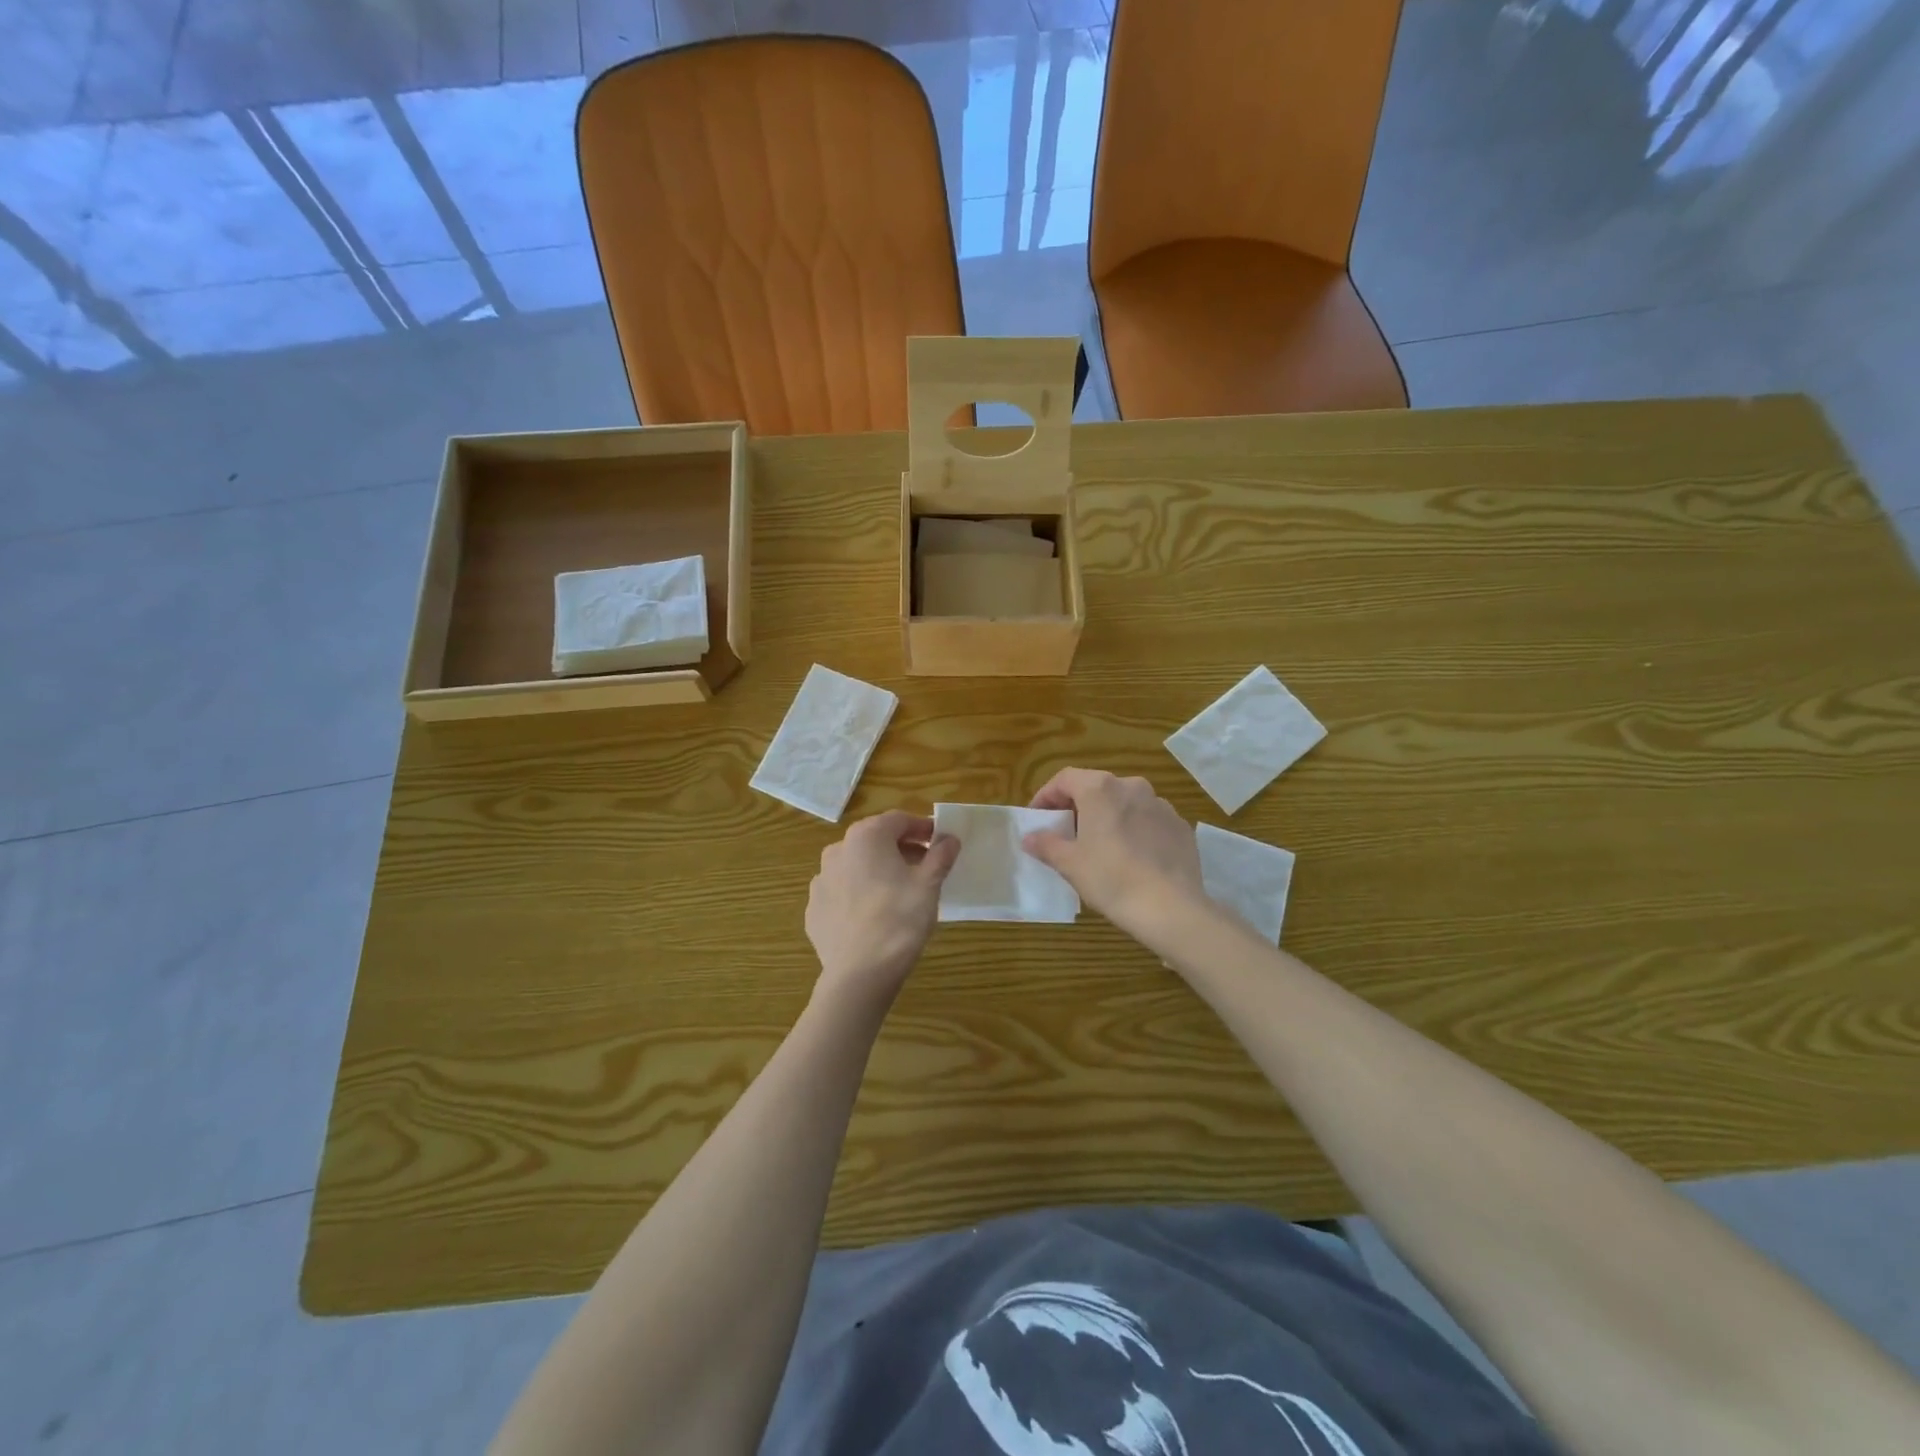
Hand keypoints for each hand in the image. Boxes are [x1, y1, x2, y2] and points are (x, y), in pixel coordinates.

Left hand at [806, 810, 959, 1012]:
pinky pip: (841, 893)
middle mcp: (837, 850)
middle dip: (900, 848)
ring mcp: (820, 880)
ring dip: (877, 871)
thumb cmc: (900, 919)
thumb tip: (949, 839)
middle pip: (875, 840)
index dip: (922, 828)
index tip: (939, 842)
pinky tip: (873, 915)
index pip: (899, 820)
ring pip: (856, 866)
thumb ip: (940, 856)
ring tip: (898, 892)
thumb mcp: (929, 885)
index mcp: (866, 837)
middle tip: (924, 866)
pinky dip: (859, 895)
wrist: (859, 974)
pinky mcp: (814, 909)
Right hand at [1023, 769, 1209, 948]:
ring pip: (1125, 804)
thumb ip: (1046, 844)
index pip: (1065, 779)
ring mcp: (1161, 805)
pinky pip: (1148, 821)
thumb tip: (1030, 837)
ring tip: (1100, 847)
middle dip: (1077, 807)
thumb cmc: (1111, 879)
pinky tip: (1131, 858)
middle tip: (1065, 833)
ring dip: (1108, 817)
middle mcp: (1132, 786)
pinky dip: (1134, 831)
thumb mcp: (1070, 864)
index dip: (1046, 796)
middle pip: (1096, 788)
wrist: (1171, 908)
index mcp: (1101, 789)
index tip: (1037, 818)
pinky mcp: (1180, 826)